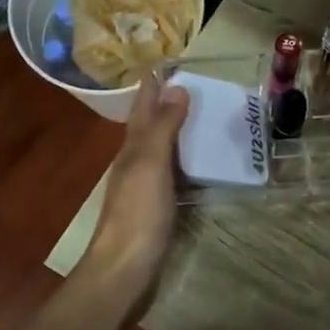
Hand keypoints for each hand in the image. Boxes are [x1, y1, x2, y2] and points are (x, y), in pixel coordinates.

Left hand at [85, 78, 189, 289]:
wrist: (124, 269)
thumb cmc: (138, 213)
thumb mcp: (151, 164)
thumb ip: (163, 127)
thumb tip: (176, 87)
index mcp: (133, 147)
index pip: (143, 107)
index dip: (154, 84)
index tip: (171, 61)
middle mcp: (135, 162)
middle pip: (150, 125)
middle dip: (167, 104)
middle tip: (197, 85)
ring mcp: (144, 187)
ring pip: (162, 150)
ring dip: (178, 132)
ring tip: (205, 118)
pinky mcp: (157, 208)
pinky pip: (173, 174)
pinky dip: (186, 162)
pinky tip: (201, 165)